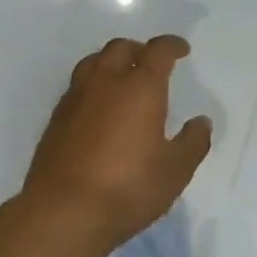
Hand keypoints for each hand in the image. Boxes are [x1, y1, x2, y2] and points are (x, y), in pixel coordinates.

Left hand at [21, 34, 212, 250]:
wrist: (64, 211)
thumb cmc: (128, 187)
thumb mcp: (175, 170)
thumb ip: (192, 142)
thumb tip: (201, 122)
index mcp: (140, 87)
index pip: (157, 51)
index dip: (171, 46)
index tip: (181, 50)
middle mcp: (105, 83)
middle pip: (119, 48)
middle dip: (138, 49)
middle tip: (151, 63)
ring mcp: (75, 98)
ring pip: (92, 63)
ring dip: (110, 62)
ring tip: (122, 79)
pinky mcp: (55, 119)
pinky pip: (77, 87)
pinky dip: (93, 86)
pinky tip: (98, 108)